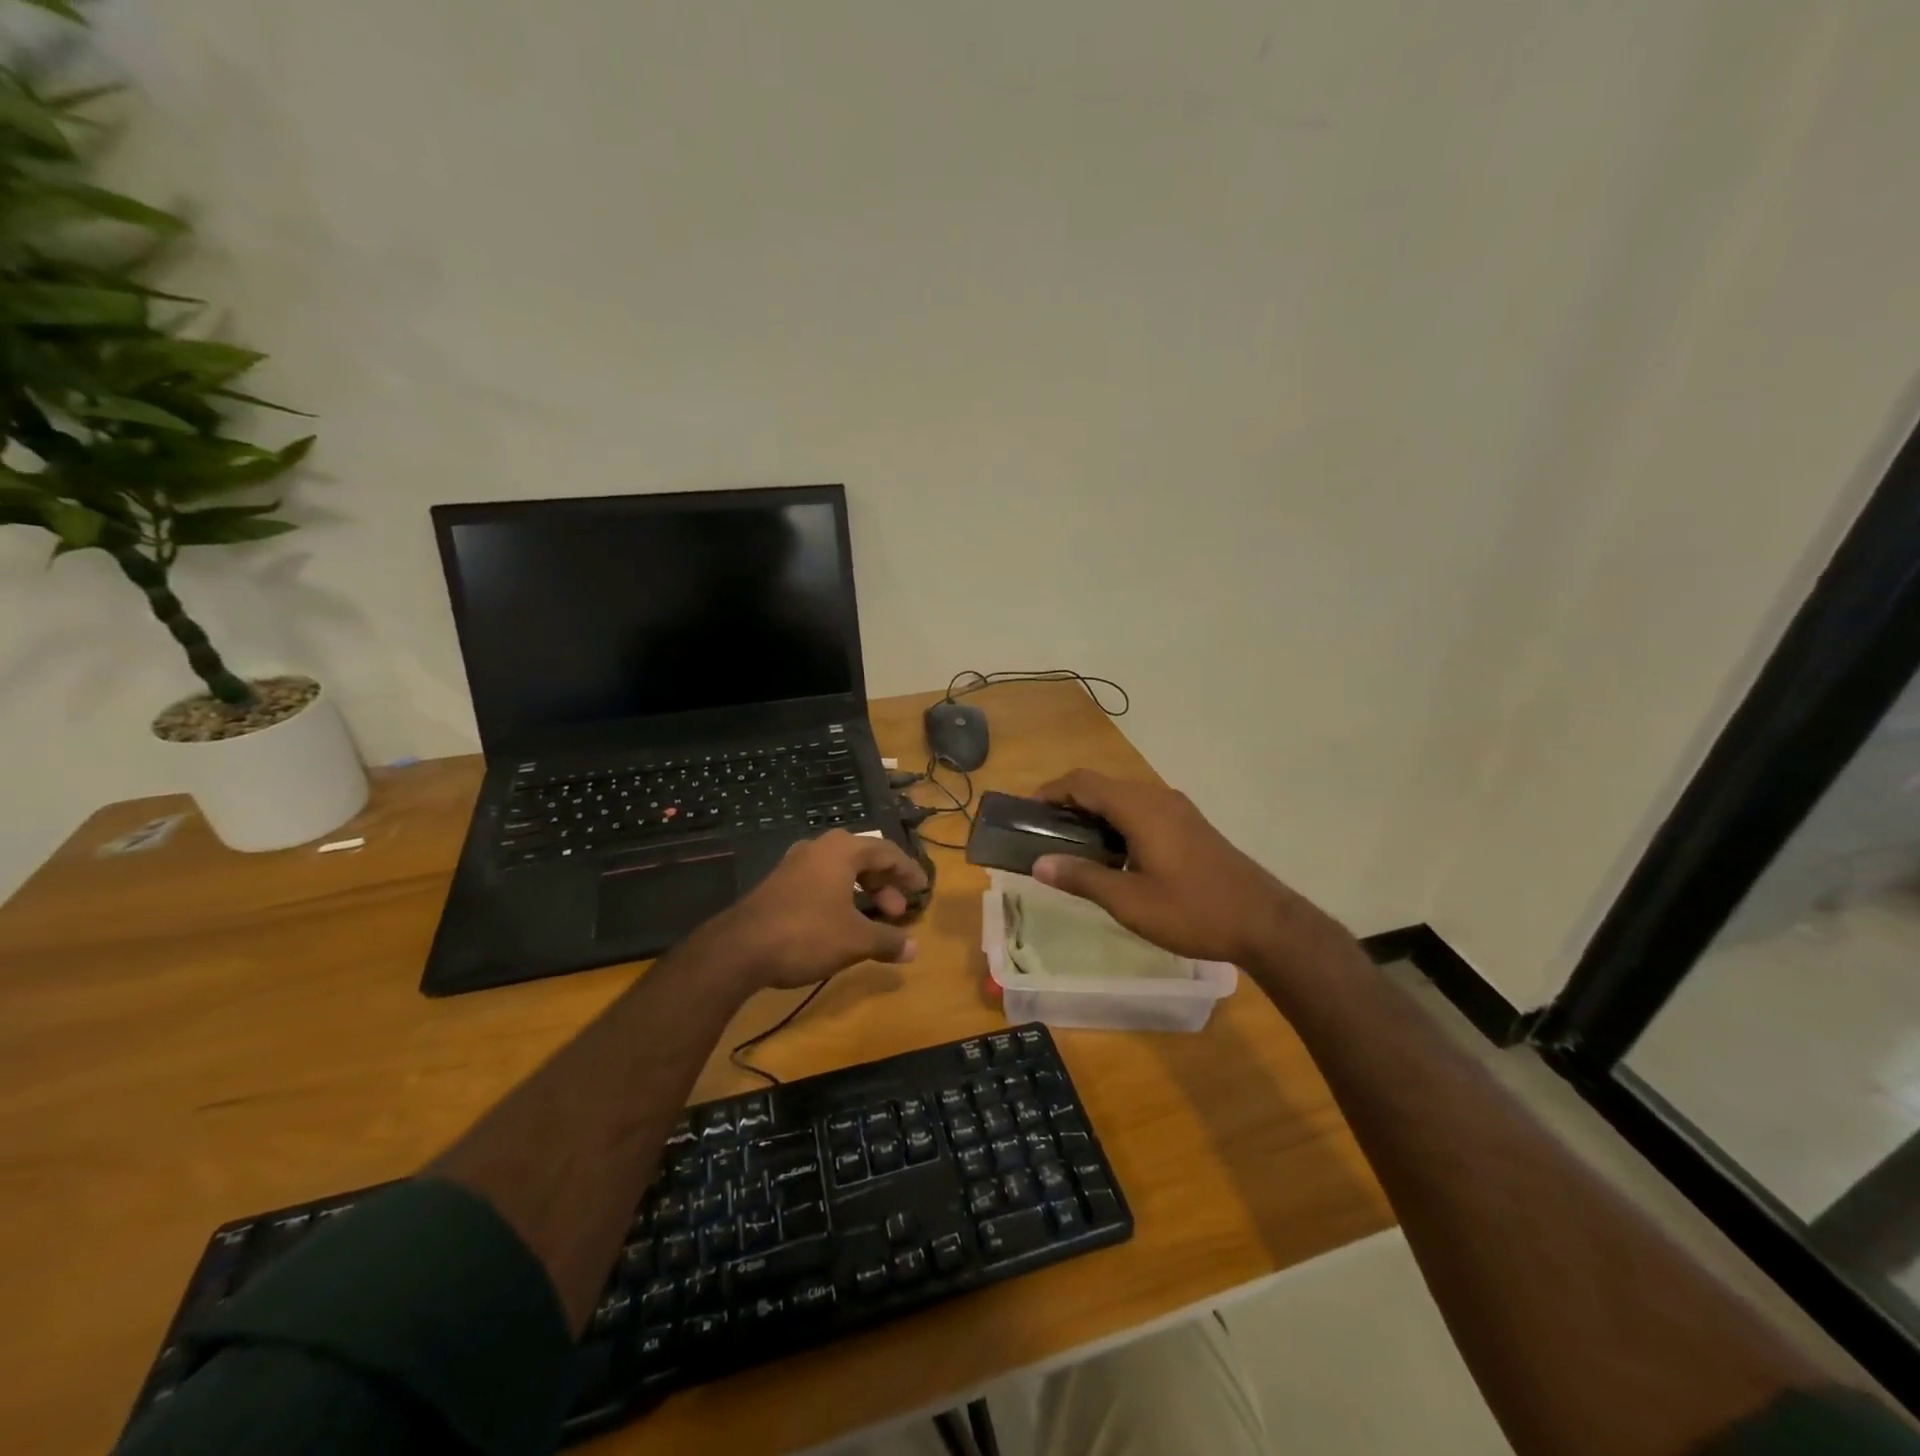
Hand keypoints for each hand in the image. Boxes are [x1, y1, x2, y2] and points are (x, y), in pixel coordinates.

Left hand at [705, 830, 928, 990]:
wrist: (739, 949)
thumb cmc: (807, 934)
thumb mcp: (855, 940)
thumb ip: (888, 940)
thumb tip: (915, 948)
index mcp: (843, 850)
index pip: (888, 852)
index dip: (909, 871)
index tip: (923, 888)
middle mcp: (819, 848)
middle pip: (864, 858)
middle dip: (885, 884)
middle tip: (897, 911)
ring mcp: (795, 864)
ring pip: (841, 870)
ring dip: (863, 892)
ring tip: (874, 919)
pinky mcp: (779, 883)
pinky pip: (822, 881)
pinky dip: (841, 896)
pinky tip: (842, 922)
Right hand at [1031, 770, 1309, 966]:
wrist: (1265, 922)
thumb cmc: (1193, 910)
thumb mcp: (1130, 901)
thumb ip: (1082, 878)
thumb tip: (1039, 864)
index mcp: (1139, 807)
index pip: (1082, 782)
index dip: (1050, 791)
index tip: (1025, 812)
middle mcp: (1157, 797)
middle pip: (1101, 785)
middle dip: (1068, 802)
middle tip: (1043, 833)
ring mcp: (1177, 809)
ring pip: (1123, 798)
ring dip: (1093, 813)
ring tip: (1071, 846)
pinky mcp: (1190, 825)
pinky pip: (1142, 810)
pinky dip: (1117, 821)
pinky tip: (1113, 855)